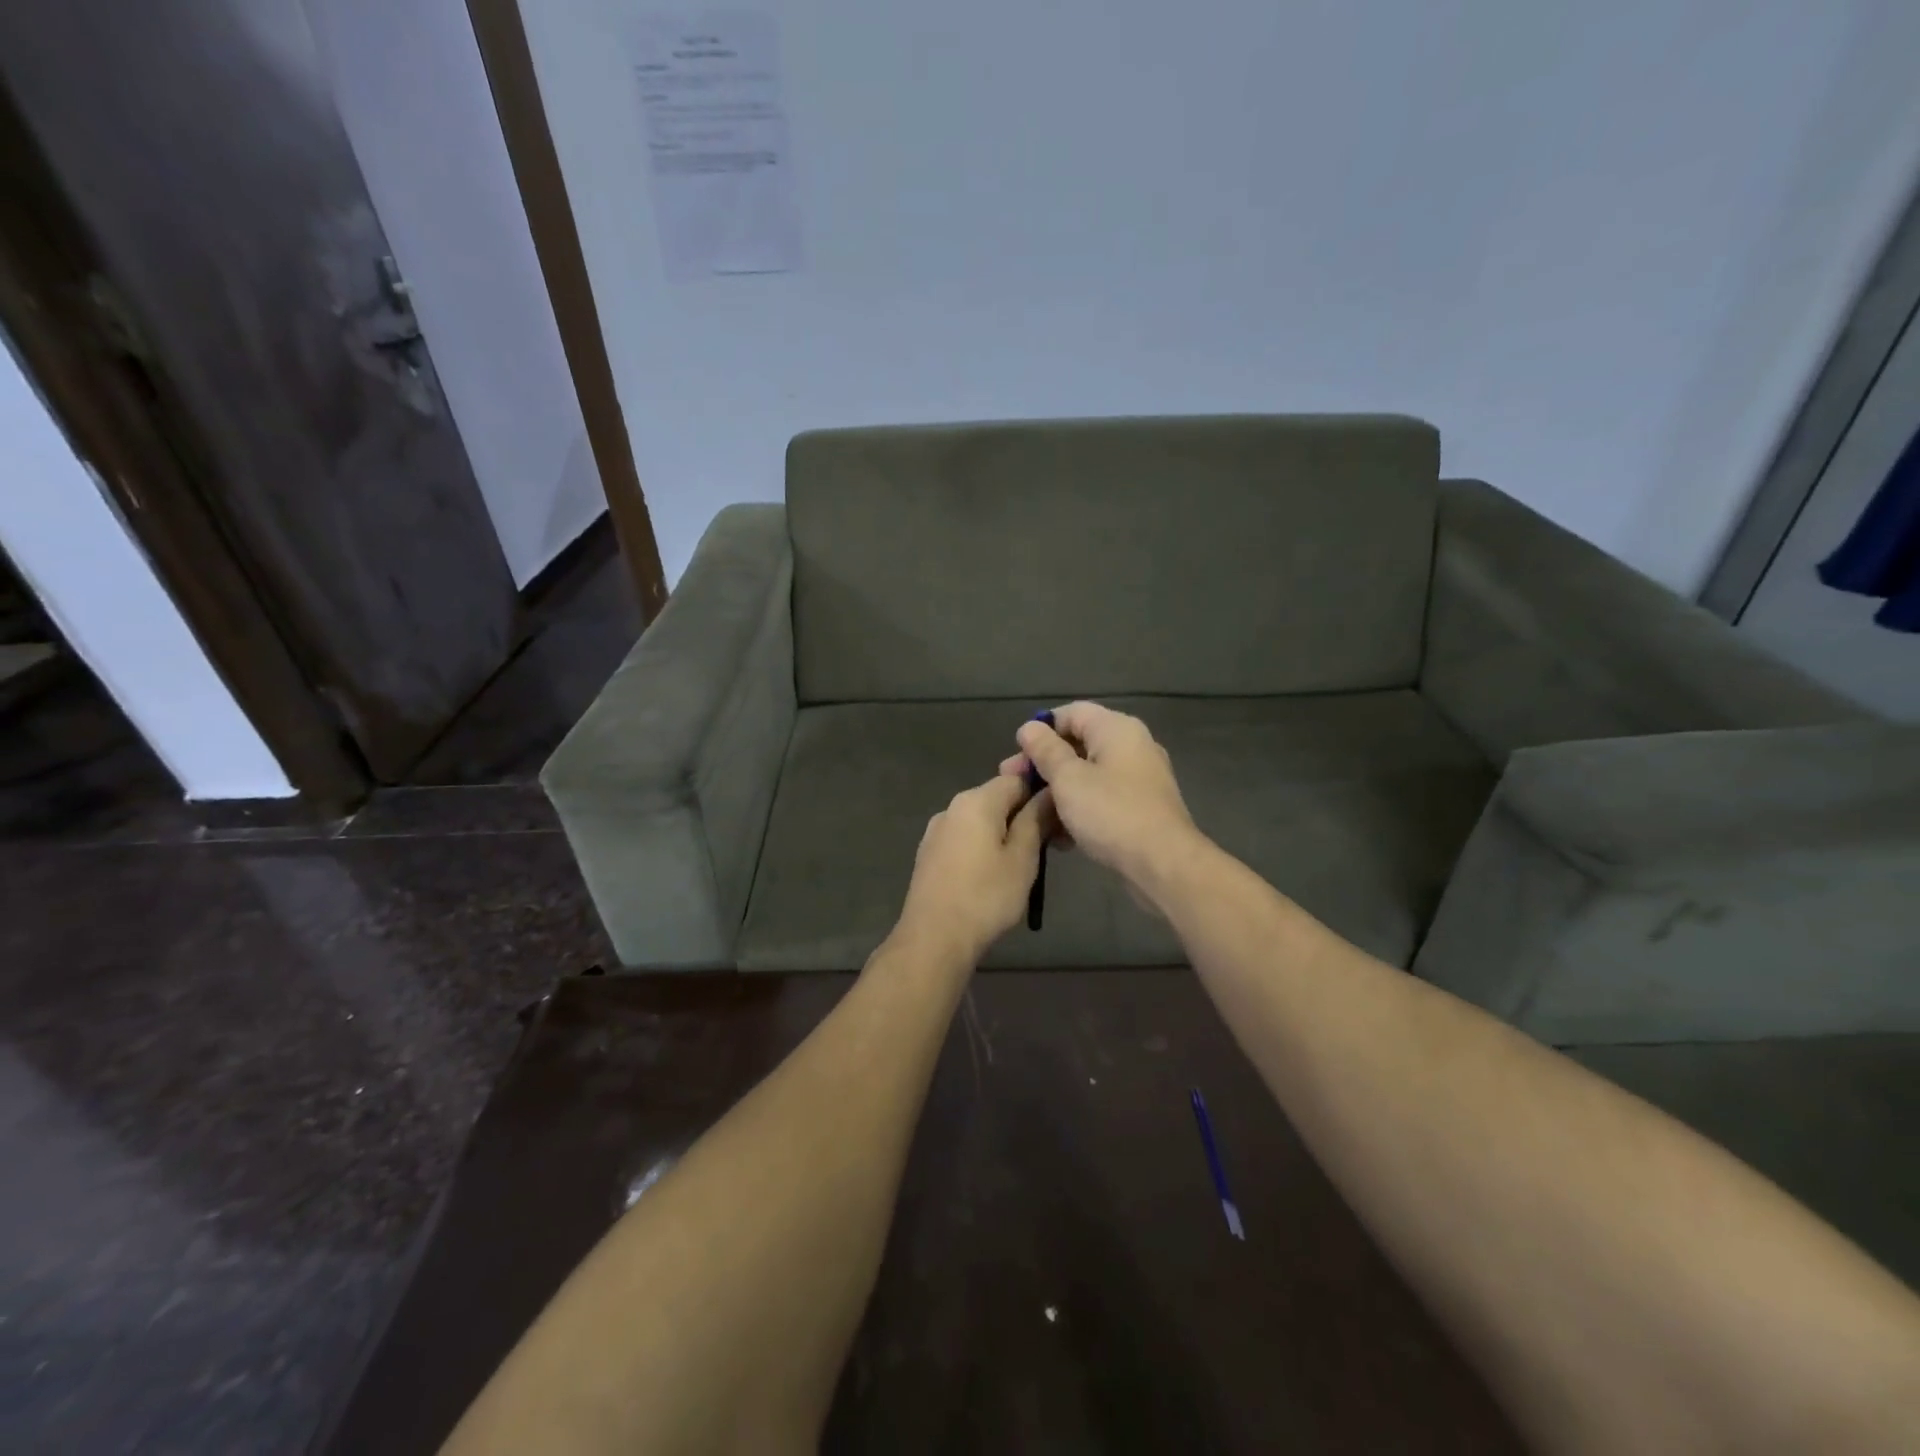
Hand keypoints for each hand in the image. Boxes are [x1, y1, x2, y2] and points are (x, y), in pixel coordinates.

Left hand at [895, 774, 1054, 963]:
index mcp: (976, 800)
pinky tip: (993, 876)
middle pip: (997, 799)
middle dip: (1024, 816)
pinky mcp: (929, 855)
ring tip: (1024, 866)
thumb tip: (1048, 792)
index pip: (1016, 778)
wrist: (934, 937)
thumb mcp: (1023, 858)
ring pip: (981, 821)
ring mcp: (936, 831)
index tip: (1059, 820)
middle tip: (1050, 848)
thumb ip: (1036, 819)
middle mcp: (952, 807)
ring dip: (1005, 834)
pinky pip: (965, 839)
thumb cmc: (986, 896)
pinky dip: (984, 848)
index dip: (1041, 794)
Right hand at [1003, 702, 1198, 885]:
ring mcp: (1140, 779)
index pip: (1071, 712)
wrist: (1164, 864)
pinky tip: (1060, 836)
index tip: (1017, 755)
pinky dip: (1080, 810)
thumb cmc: (1111, 813)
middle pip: (1078, 744)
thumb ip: (1045, 750)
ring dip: (1058, 791)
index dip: (1041, 729)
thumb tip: (1029, 727)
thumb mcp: (1068, 779)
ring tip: (1032, 815)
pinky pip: (1102, 799)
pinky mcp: (1141, 808)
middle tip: (1014, 784)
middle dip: (1044, 764)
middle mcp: (1132, 746)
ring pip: (1088, 775)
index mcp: (1116, 729)